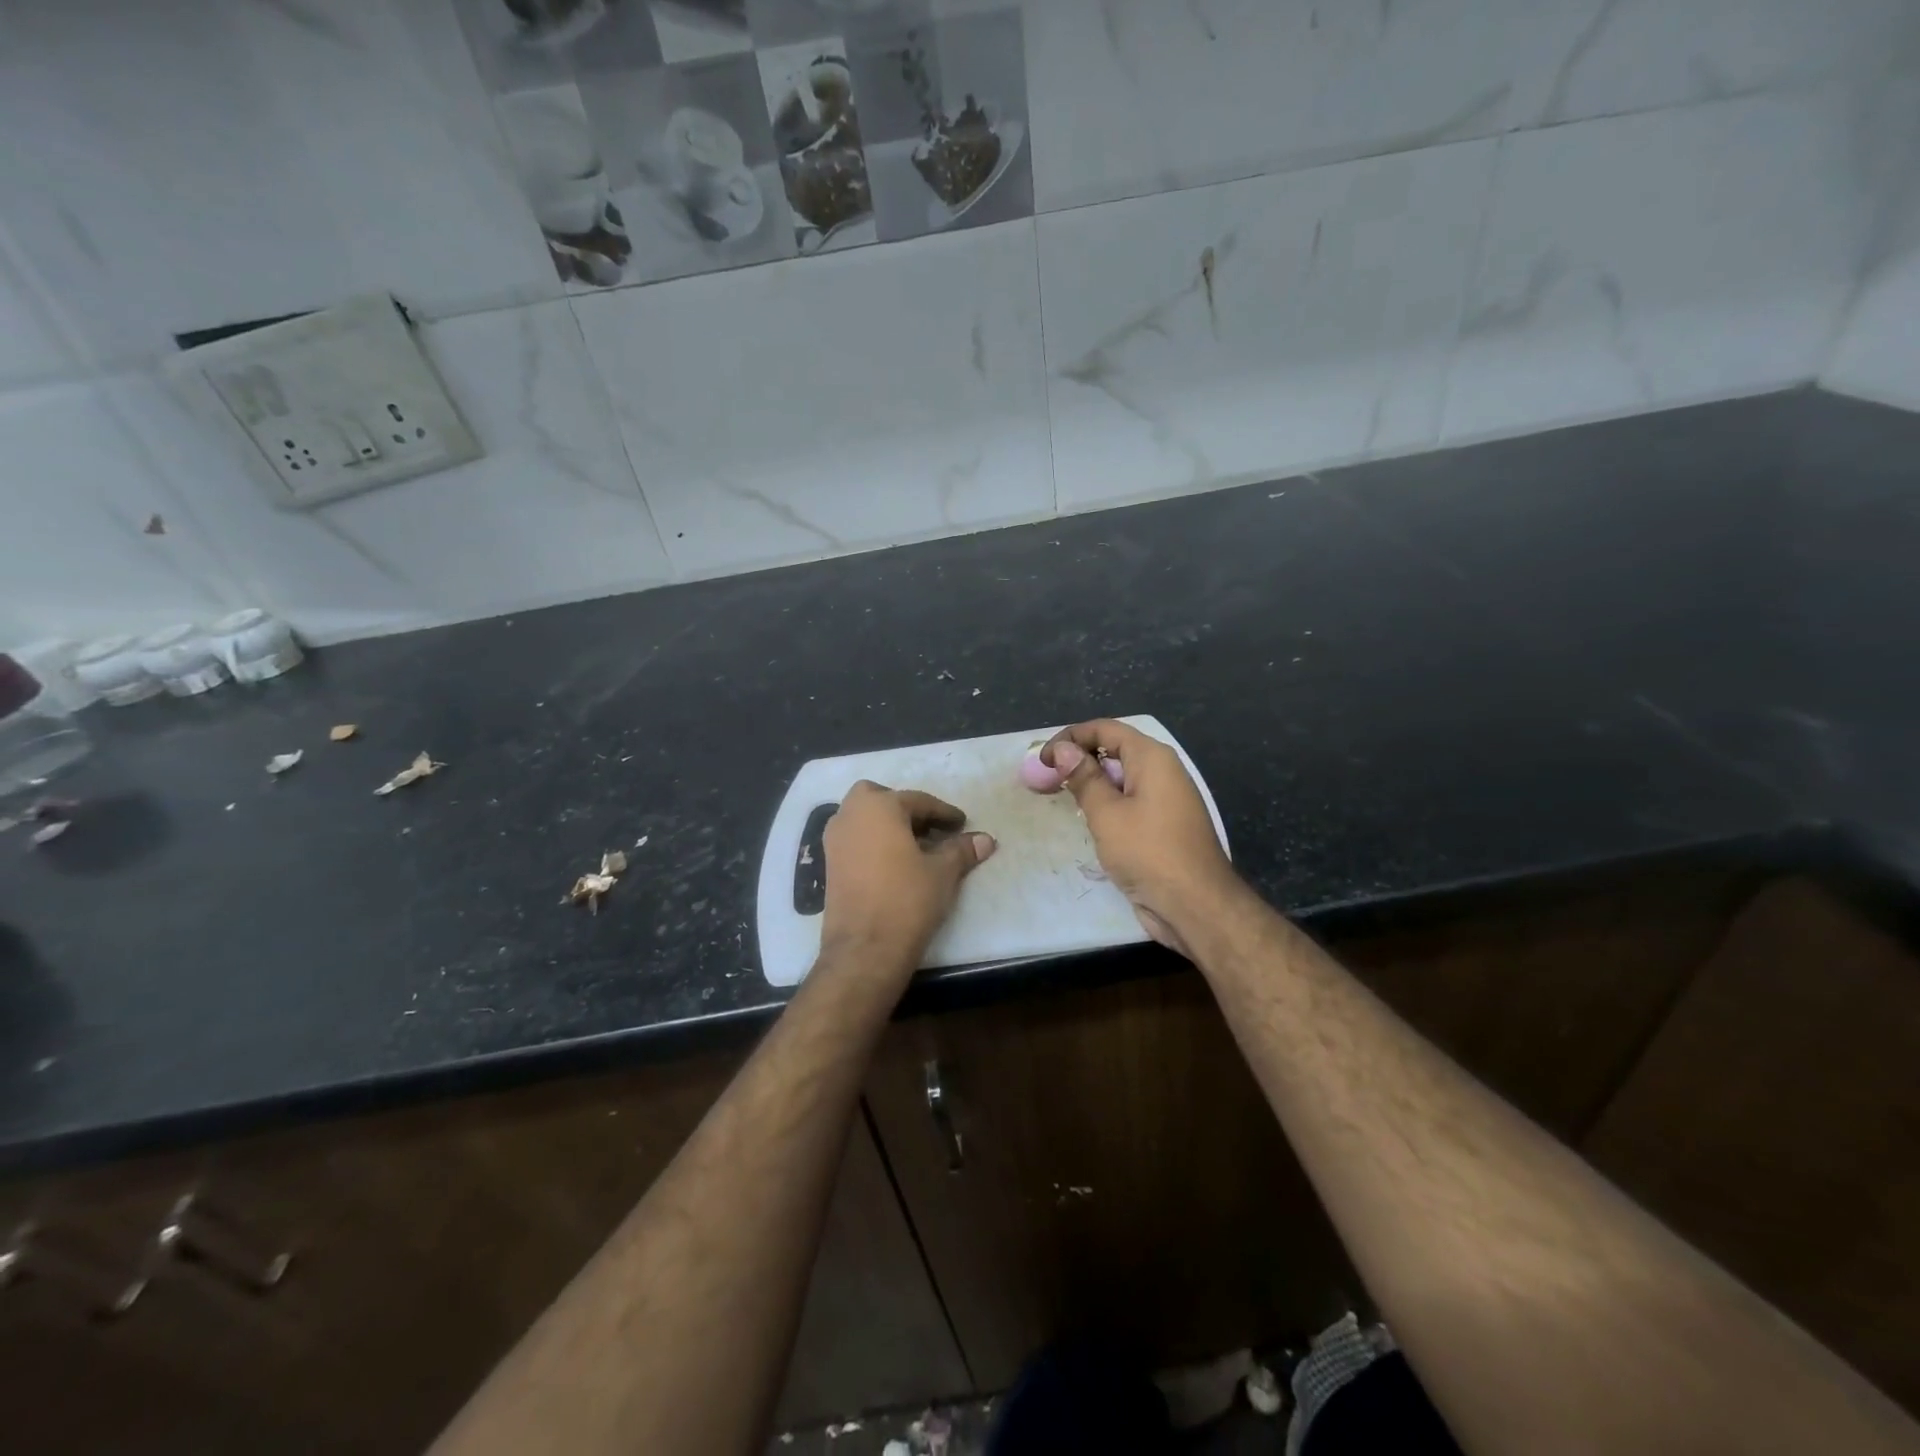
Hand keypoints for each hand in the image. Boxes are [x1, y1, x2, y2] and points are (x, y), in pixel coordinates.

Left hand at [820, 781, 995, 969]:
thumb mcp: (943, 872)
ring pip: (864, 818)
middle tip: (930, 829)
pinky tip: (894, 863)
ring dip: (887, 825)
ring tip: (915, 847)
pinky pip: (855, 838)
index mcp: (879, 806)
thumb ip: (962, 850)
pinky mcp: (828, 863)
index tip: (962, 824)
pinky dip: (873, 841)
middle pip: (881, 799)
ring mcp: (834, 839)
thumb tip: (986, 840)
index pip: (918, 801)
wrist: (865, 949)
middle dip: (906, 809)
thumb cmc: (907, 899)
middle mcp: (850, 814)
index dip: (944, 813)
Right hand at [1041, 720, 1238, 954]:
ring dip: (1091, 783)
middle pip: (1114, 750)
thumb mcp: (1106, 813)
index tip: (1043, 760)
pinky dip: (1107, 803)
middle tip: (1046, 779)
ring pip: (1121, 778)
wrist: (1195, 906)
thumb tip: (1063, 749)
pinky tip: (1088, 821)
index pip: (1105, 729)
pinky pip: (1130, 801)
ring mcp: (1166, 799)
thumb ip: (1083, 778)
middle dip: (1078, 759)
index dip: (1071, 738)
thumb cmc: (1148, 853)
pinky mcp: (1163, 825)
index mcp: (1152, 758)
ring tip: (1061, 798)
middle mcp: (1162, 771)